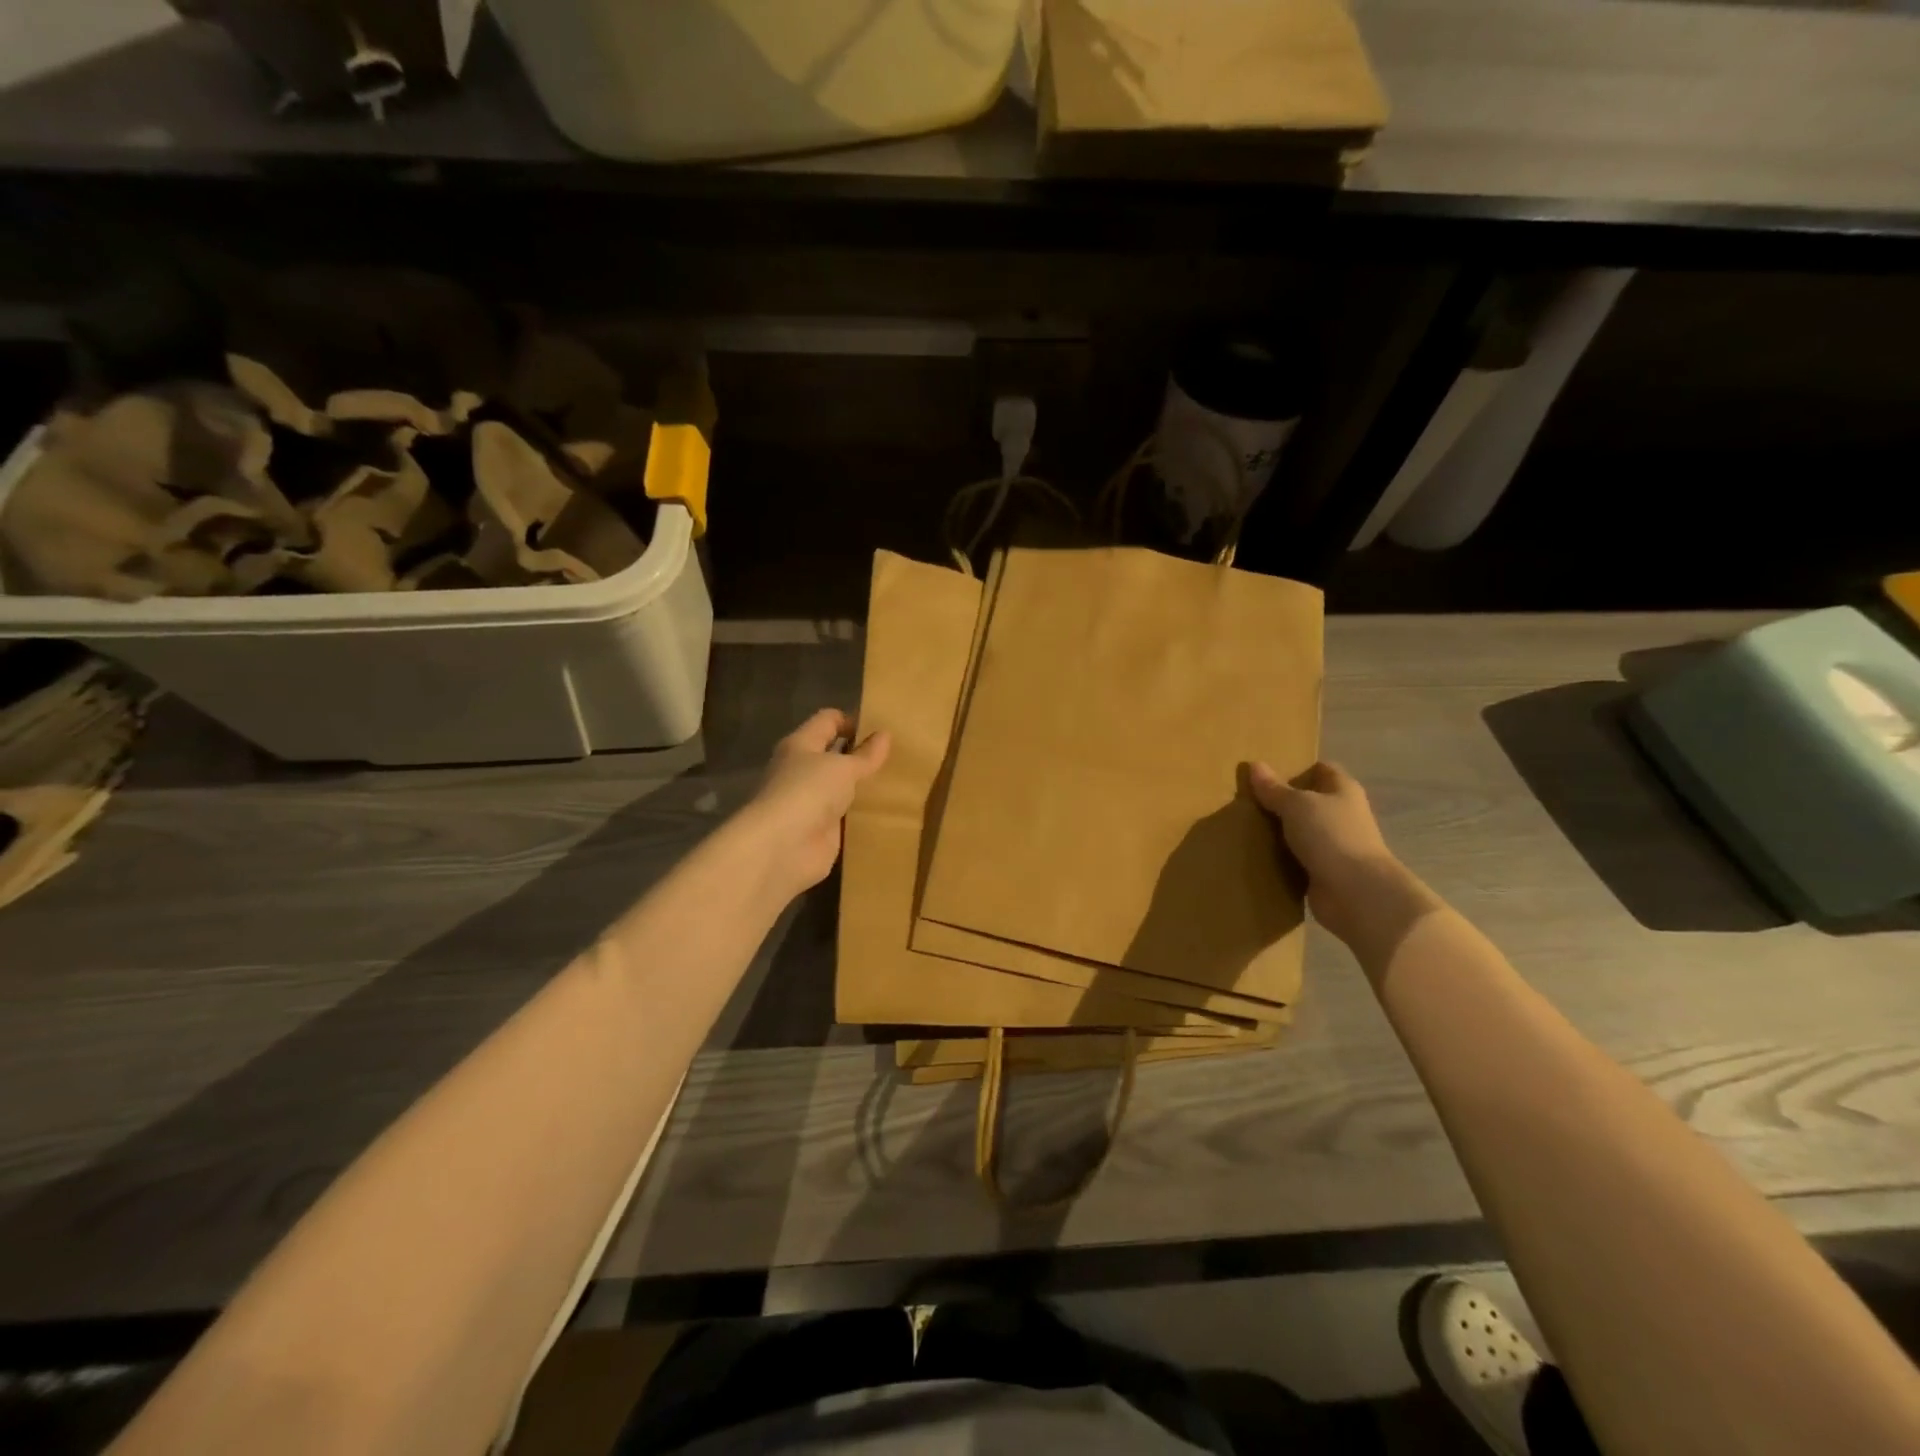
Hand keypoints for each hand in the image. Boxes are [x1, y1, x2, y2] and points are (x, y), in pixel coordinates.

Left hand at [738, 709, 889, 901]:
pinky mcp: (821, 831)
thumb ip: (865, 755)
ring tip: (900, 783)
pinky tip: (888, 813)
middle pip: (835, 755)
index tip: (883, 728)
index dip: (853, 720)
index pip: (828, 721)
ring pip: (842, 788)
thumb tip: (884, 735)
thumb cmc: (808, 791)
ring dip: (864, 787)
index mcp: (801, 745)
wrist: (783, 848)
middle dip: (862, 755)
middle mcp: (803, 771)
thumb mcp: (843, 767)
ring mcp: (811, 803)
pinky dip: (863, 816)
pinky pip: (846, 817)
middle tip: (898, 756)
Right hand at [1250, 760, 1406, 949]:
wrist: (1356, 893)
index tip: (1265, 772)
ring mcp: (1333, 845)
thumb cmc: (1330, 836)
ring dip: (1277, 832)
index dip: (1296, 768)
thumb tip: (1255, 765)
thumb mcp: (1297, 805)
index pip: (1321, 770)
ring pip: (1300, 831)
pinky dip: (1279, 858)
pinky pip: (1296, 859)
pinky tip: (1254, 855)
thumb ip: (1274, 788)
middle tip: (1245, 800)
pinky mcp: (1322, 871)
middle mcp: (1341, 815)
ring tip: (1242, 826)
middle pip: (1308, 801)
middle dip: (1280, 801)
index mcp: (1342, 790)